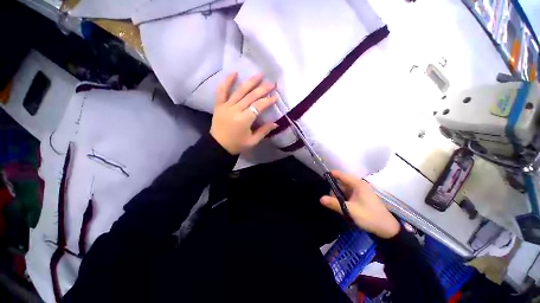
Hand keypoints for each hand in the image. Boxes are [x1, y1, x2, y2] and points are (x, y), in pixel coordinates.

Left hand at [210, 73, 277, 154]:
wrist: (218, 146)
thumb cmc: (237, 145)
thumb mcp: (252, 141)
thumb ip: (264, 131)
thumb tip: (276, 123)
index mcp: (244, 120)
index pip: (258, 107)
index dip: (267, 101)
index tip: (275, 97)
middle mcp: (235, 110)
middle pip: (250, 97)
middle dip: (262, 89)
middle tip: (271, 83)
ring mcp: (226, 106)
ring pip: (239, 91)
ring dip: (250, 82)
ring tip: (259, 75)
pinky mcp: (219, 105)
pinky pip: (221, 91)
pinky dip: (227, 81)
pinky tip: (234, 73)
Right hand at [320, 171, 400, 238]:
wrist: (387, 229)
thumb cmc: (369, 217)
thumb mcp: (350, 210)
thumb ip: (334, 204)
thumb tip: (320, 198)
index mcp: (358, 185)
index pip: (342, 176)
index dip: (332, 175)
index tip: (323, 176)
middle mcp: (359, 186)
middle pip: (342, 184)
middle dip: (334, 190)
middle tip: (329, 199)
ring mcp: (360, 192)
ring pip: (344, 190)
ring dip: (338, 196)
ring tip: (334, 204)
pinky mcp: (361, 198)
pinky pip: (348, 195)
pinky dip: (343, 199)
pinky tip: (341, 206)